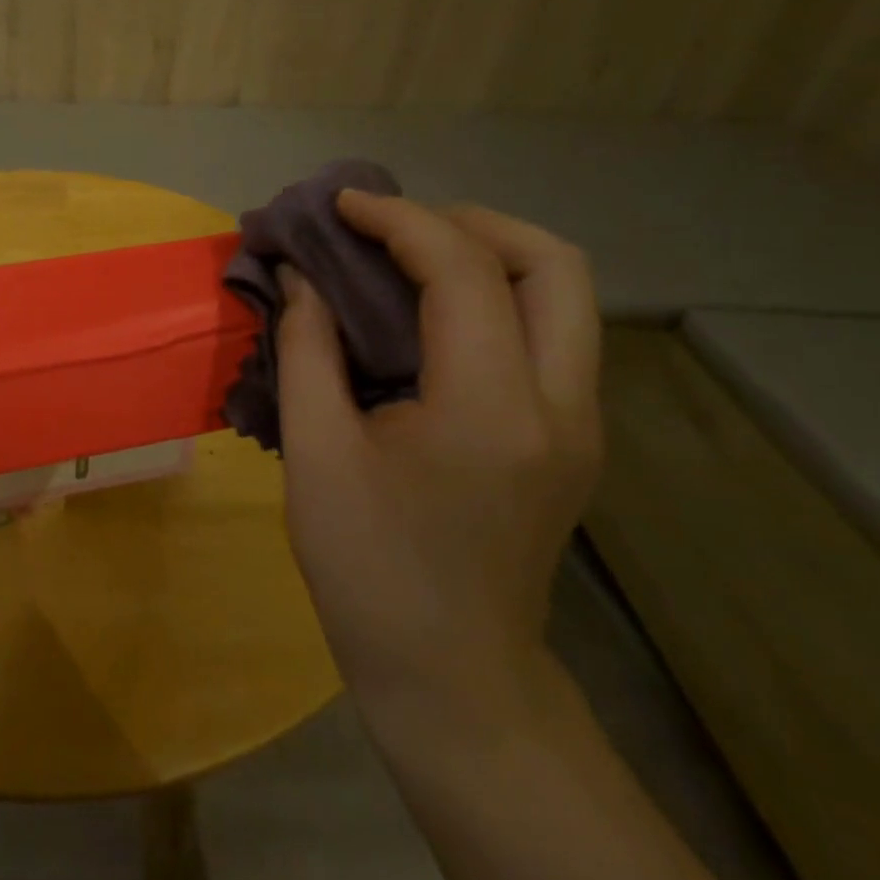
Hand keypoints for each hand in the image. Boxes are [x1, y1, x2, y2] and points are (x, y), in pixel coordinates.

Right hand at [275, 194, 602, 719]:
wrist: (449, 673)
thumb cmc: (368, 567)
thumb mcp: (315, 453)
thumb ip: (306, 349)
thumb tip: (300, 277)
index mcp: (489, 410)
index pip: (464, 271)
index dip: (398, 220)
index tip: (340, 206)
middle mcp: (560, 405)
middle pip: (554, 263)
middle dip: (467, 221)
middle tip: (391, 226)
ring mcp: (579, 423)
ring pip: (564, 294)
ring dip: (487, 252)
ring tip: (406, 254)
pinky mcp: (571, 437)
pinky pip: (548, 330)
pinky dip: (493, 293)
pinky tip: (427, 311)